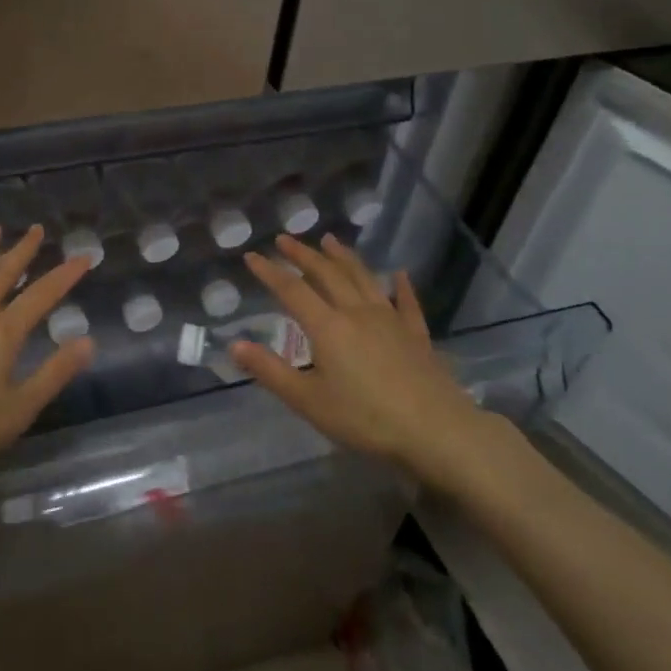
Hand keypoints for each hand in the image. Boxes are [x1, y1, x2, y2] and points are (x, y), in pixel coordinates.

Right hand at [234, 234, 497, 475]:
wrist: (436, 431)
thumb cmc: (365, 419)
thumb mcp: (308, 401)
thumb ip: (270, 371)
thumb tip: (234, 345)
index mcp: (328, 327)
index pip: (292, 291)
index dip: (270, 272)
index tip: (252, 256)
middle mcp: (357, 313)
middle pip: (327, 275)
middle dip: (303, 255)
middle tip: (285, 239)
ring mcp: (390, 320)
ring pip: (363, 279)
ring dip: (344, 258)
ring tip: (330, 241)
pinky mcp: (416, 335)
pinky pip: (406, 303)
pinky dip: (401, 286)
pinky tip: (399, 275)